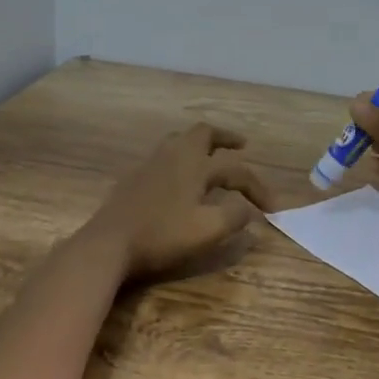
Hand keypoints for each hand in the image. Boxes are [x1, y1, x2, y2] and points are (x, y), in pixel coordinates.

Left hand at [86, 123, 274, 281]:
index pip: (236, 171)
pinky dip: (181, 160)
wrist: (108, 244)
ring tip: (211, 157)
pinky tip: (179, 179)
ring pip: (179, 141)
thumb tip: (248, 210)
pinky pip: (164, 157)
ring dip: (200, 145)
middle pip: (202, 133)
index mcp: (194, 164)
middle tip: (241, 145)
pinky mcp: (133, 178)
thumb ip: (234, 217)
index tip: (271, 209)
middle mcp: (173, 155)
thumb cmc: (161, 235)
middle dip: (225, 137)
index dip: (257, 187)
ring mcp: (149, 164)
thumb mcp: (207, 231)